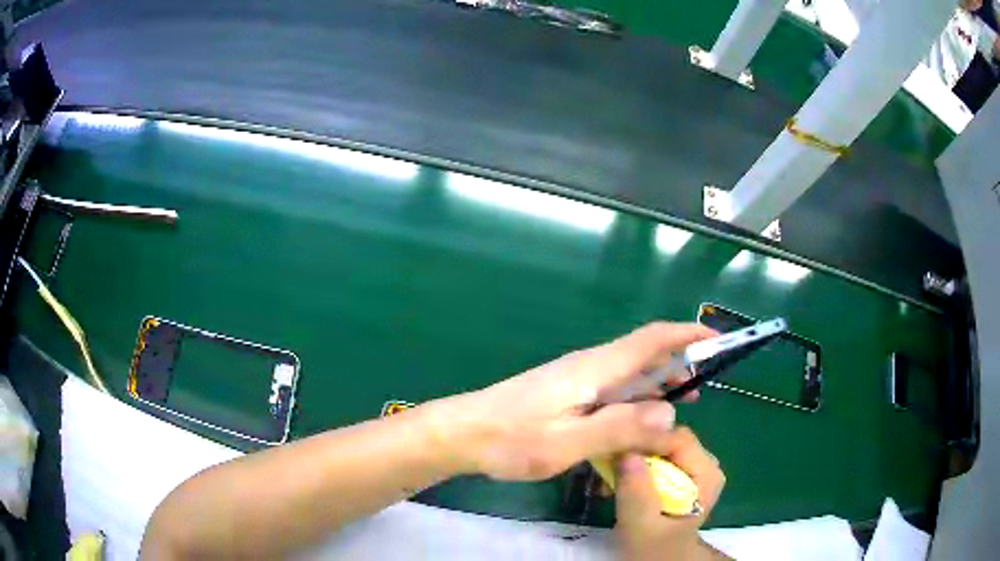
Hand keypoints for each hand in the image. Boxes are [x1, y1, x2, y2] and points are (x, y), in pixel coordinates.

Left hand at [429, 322, 716, 480]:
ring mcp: (575, 379)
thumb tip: (670, 413)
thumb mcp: (567, 442)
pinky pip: (611, 388)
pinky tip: (636, 419)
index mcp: (595, 369)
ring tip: (680, 403)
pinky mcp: (564, 393)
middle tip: (702, 387)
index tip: (715, 340)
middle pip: (643, 353)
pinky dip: (634, 397)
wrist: (462, 433)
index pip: (651, 339)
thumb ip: (618, 427)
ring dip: (657, 382)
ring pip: (628, 372)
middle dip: (678, 362)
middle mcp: (589, 366)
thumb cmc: (511, 439)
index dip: (686, 334)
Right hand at [615, 430, 726, 560]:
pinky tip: (616, 483)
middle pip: (666, 437)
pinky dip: (633, 467)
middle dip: (634, 450)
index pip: (676, 437)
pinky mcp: (679, 473)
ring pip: (657, 445)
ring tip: (608, 480)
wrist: (661, 559)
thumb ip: (636, 490)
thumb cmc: (654, 547)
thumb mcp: (640, 524)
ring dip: (629, 459)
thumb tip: (625, 449)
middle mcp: (705, 462)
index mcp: (707, 472)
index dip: (644, 440)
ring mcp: (692, 467)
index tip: (613, 453)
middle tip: (606, 469)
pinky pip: (654, 457)